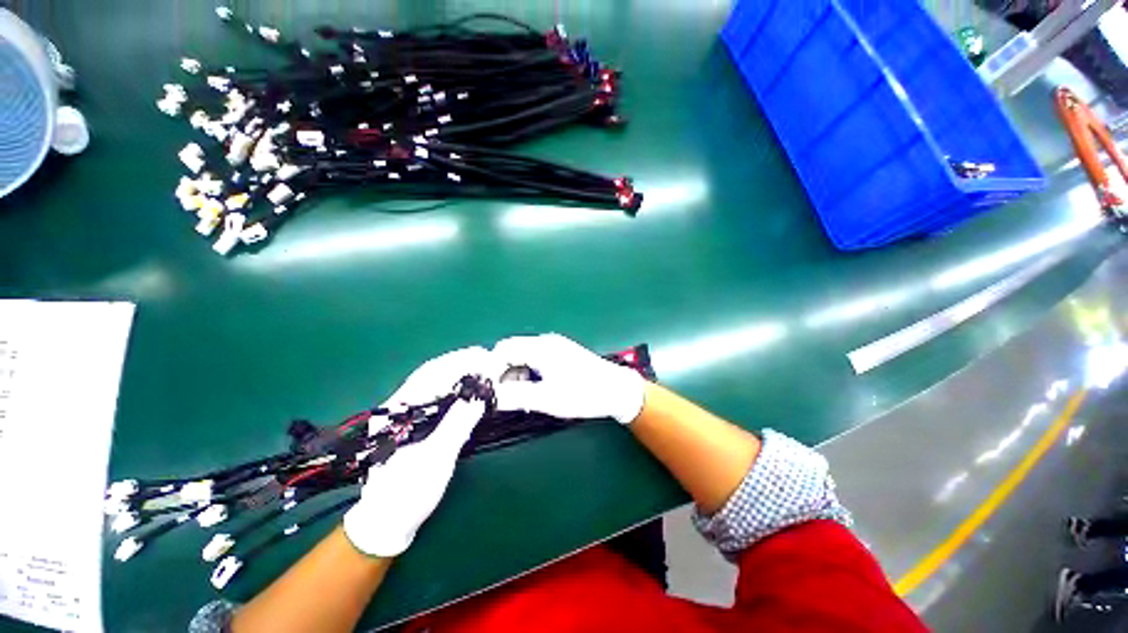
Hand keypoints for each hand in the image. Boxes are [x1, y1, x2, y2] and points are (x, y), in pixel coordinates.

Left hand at [343, 347, 495, 556]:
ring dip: (460, 371)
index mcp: (396, 412)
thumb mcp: (435, 459)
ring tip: (483, 366)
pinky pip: (437, 396)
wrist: (387, 523)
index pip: (430, 374)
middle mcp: (398, 406)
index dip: (459, 362)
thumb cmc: (408, 493)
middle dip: (461, 362)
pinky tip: (470, 386)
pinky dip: (456, 387)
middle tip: (488, 357)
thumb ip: (457, 424)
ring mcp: (405, 414)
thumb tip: (479, 394)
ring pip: (435, 383)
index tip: (484, 357)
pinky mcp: (415, 423)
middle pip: (432, 373)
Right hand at [492, 334, 645, 424]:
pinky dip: (529, 374)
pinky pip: (535, 360)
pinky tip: (534, 391)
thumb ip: (516, 395)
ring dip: (516, 375)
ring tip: (520, 398)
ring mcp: (554, 346)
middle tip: (503, 397)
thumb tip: (489, 396)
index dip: (491, 368)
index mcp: (541, 347)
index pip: (504, 349)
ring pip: (523, 357)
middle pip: (512, 351)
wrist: (617, 390)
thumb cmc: (583, 394)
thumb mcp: (547, 398)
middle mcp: (545, 341)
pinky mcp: (560, 354)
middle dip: (503, 373)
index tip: (487, 390)